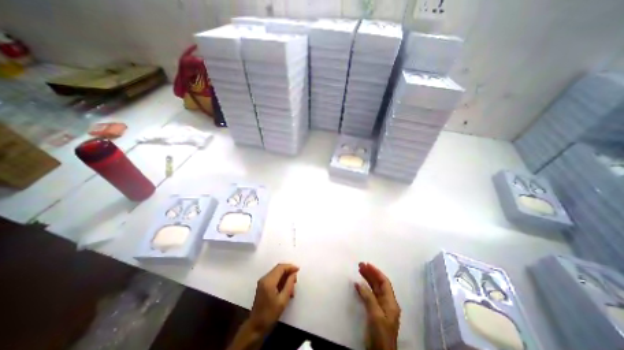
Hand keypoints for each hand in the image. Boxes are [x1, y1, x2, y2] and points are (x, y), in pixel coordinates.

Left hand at [248, 266, 297, 332]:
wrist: (255, 327)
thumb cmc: (270, 315)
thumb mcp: (283, 300)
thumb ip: (289, 285)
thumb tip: (293, 274)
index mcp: (269, 281)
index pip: (280, 268)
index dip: (290, 267)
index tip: (298, 270)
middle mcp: (264, 278)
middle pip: (278, 269)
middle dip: (288, 272)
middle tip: (295, 280)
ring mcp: (262, 281)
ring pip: (276, 273)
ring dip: (285, 277)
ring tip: (291, 287)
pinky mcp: (263, 285)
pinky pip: (274, 277)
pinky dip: (281, 280)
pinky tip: (285, 289)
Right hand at [355, 262, 399, 349]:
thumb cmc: (380, 334)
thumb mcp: (375, 315)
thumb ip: (368, 297)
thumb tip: (359, 283)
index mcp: (391, 302)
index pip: (384, 282)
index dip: (376, 272)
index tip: (367, 264)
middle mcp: (387, 303)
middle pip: (379, 284)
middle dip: (370, 274)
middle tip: (360, 265)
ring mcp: (381, 307)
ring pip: (374, 289)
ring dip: (367, 279)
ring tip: (359, 271)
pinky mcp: (375, 312)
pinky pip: (370, 295)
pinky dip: (364, 288)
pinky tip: (358, 285)